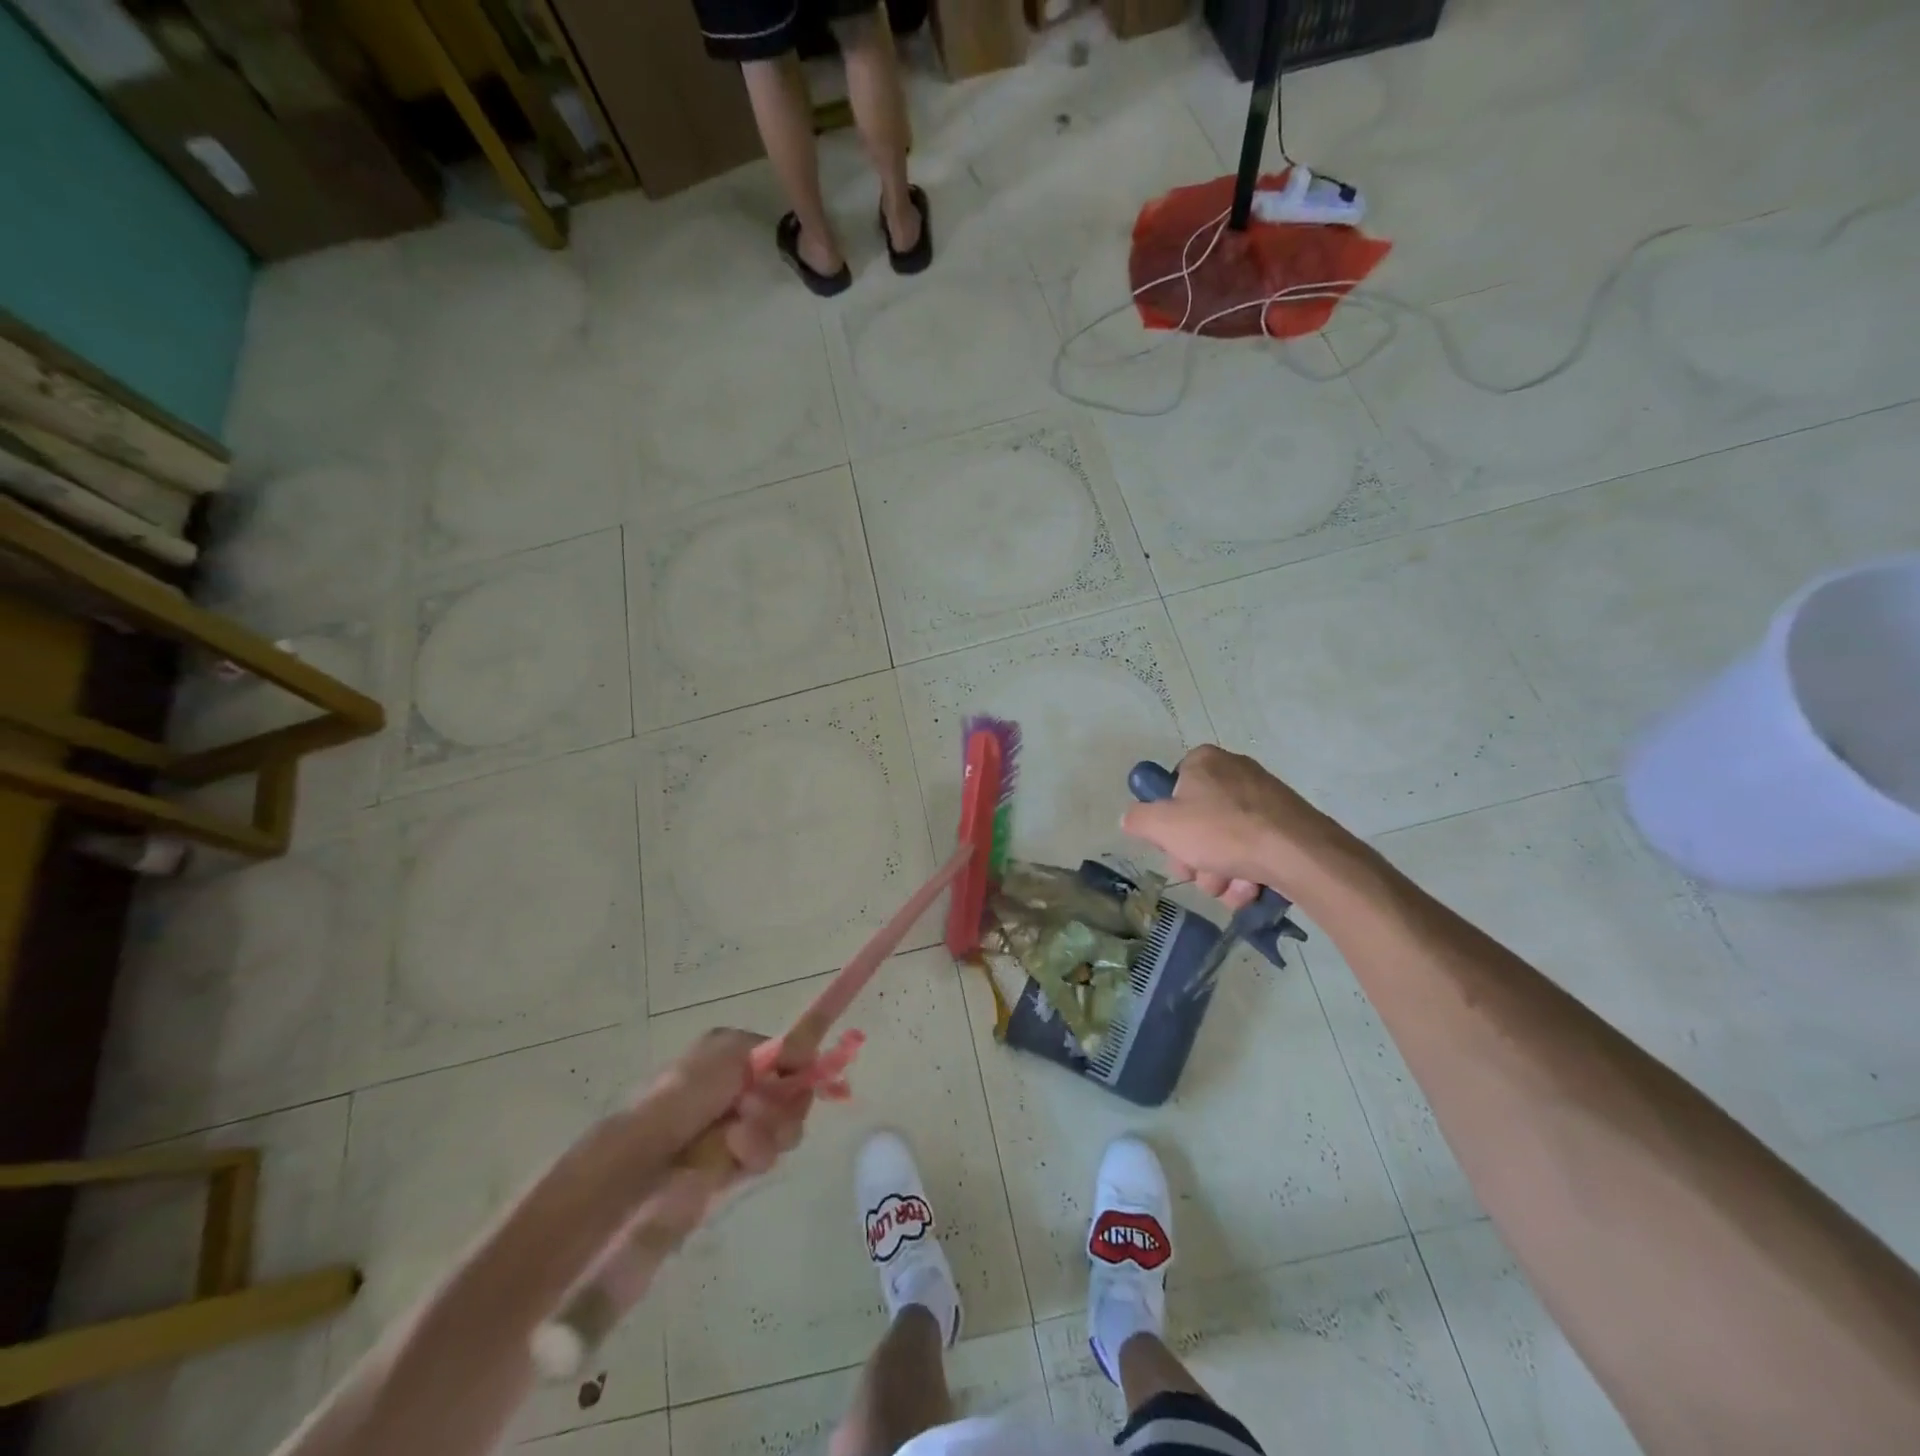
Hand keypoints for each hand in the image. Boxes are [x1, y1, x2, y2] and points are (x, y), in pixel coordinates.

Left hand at [622, 1028, 813, 1236]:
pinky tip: (734, 1154)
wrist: (646, 1156)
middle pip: (791, 1095)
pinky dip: (755, 1153)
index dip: (798, 1069)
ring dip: (768, 1131)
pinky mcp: (734, 1163)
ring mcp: (738, 1126)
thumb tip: (810, 1053)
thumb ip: (781, 1048)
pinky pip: (766, 1155)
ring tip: (738, 1138)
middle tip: (755, 1111)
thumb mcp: (733, 1051)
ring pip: (784, 1127)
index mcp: (735, 1054)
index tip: (801, 1078)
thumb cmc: (687, 1092)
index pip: (787, 1058)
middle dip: (782, 1105)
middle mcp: (739, 1087)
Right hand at [1121, 745, 1357, 909]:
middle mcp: (1234, 771)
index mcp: (1203, 761)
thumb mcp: (1162, 826)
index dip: (1167, 823)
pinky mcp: (1286, 824)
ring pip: (1224, 843)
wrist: (1298, 853)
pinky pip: (1253, 850)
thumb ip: (1138, 819)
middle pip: (1196, 822)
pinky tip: (1251, 887)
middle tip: (1199, 872)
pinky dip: (1247, 873)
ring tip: (1229, 886)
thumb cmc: (1222, 831)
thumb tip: (1130, 818)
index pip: (1171, 790)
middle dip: (1195, 858)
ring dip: (1220, 873)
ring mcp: (1263, 798)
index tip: (1172, 845)